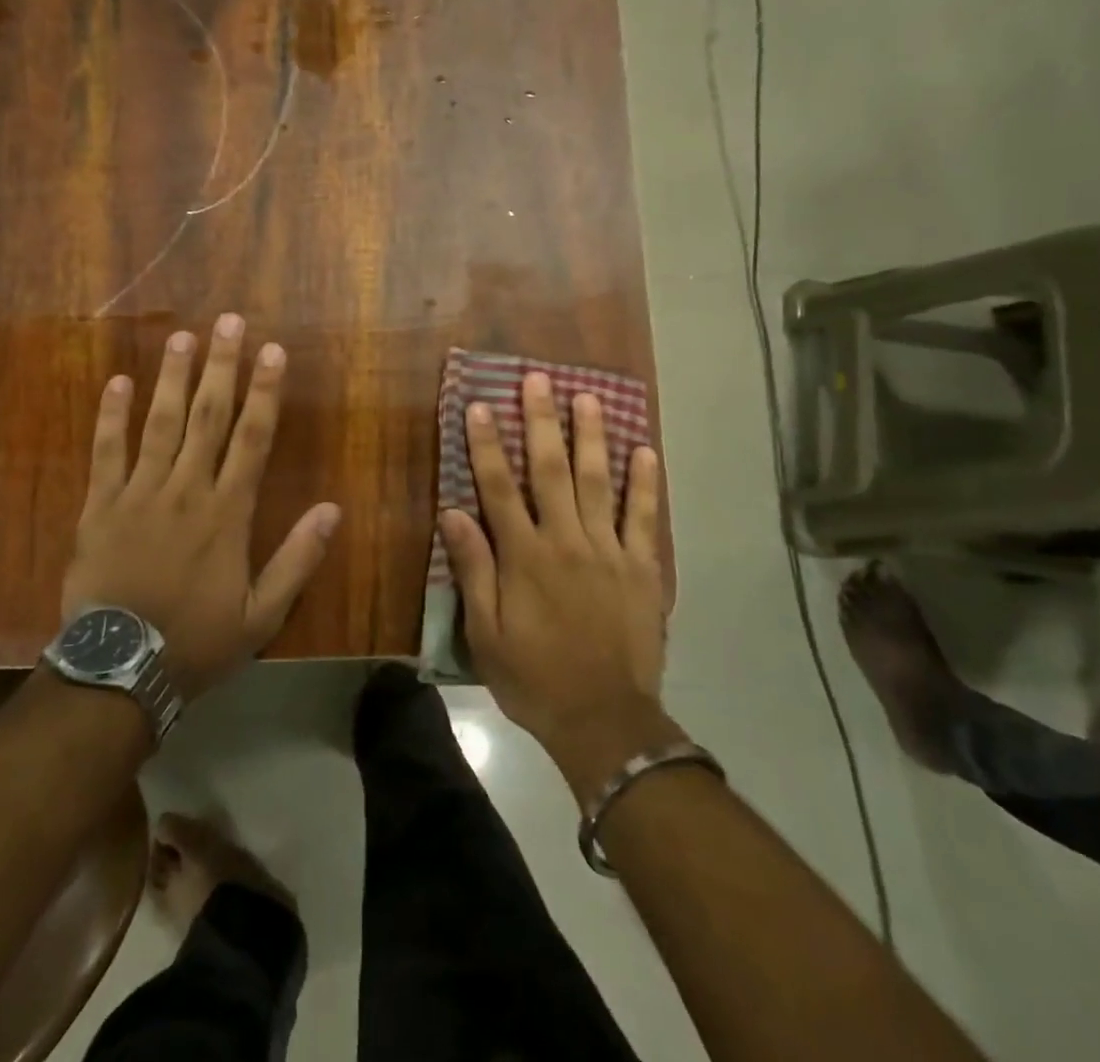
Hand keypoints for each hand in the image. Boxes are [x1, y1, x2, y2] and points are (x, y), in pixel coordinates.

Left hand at [61, 314, 340, 698]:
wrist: (118, 671)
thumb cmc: (197, 642)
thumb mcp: (262, 615)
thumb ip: (297, 559)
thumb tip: (333, 509)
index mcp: (227, 513)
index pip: (253, 438)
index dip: (265, 392)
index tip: (272, 351)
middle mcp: (186, 490)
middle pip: (208, 417)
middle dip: (221, 367)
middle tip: (228, 322)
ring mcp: (139, 494)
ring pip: (160, 424)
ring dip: (173, 378)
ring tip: (182, 337)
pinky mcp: (99, 507)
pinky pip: (106, 453)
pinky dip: (111, 417)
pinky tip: (118, 382)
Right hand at [439, 372, 677, 803]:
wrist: (605, 721)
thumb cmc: (535, 678)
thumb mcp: (486, 633)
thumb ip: (474, 569)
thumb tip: (454, 512)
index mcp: (524, 556)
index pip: (499, 487)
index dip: (486, 444)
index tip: (479, 405)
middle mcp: (565, 540)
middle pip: (549, 470)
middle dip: (541, 421)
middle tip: (539, 379)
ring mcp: (608, 551)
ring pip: (598, 481)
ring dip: (590, 436)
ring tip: (587, 396)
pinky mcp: (641, 567)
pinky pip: (644, 517)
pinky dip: (645, 483)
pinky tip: (644, 450)